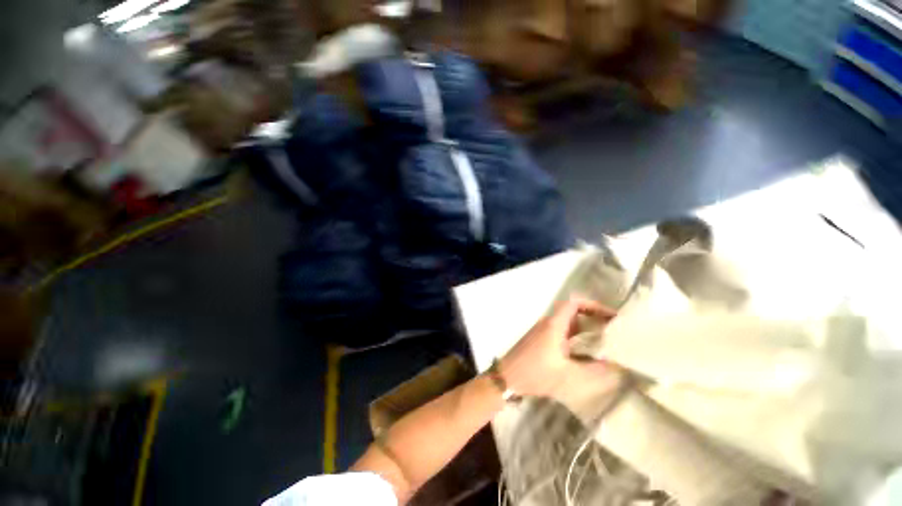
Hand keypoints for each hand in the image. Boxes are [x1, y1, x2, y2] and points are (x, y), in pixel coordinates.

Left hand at [499, 298, 614, 397]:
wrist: (507, 377)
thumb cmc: (535, 373)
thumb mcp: (568, 376)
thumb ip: (593, 371)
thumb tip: (615, 366)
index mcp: (554, 325)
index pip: (574, 304)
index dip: (593, 306)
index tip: (611, 316)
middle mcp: (548, 323)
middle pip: (572, 312)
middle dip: (593, 317)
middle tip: (613, 330)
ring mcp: (543, 331)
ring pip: (567, 323)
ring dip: (584, 328)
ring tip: (605, 340)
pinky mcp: (540, 339)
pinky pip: (561, 332)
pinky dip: (575, 336)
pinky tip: (586, 352)